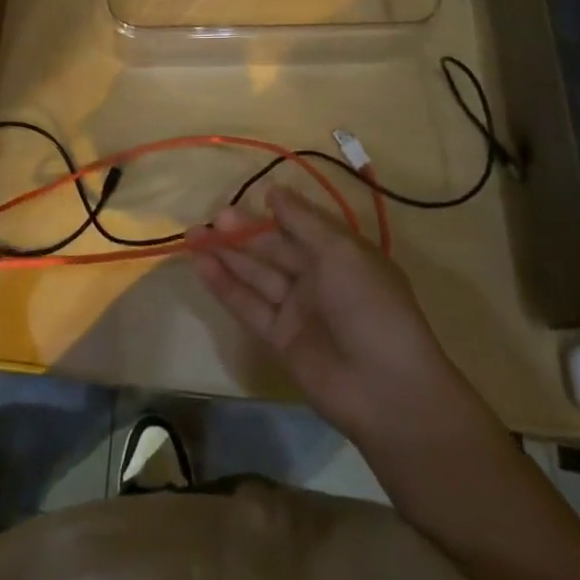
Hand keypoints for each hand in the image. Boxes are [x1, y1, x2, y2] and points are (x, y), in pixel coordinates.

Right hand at [192, 186, 467, 462]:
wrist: (386, 389)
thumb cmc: (370, 305)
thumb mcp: (341, 251)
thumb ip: (302, 221)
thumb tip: (274, 191)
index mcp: (340, 254)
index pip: (301, 225)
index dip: (275, 212)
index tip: (248, 196)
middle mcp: (317, 278)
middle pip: (273, 249)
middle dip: (243, 232)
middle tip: (212, 218)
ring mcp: (297, 310)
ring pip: (255, 275)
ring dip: (226, 255)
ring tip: (193, 235)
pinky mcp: (279, 339)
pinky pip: (248, 305)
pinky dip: (225, 285)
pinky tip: (201, 265)